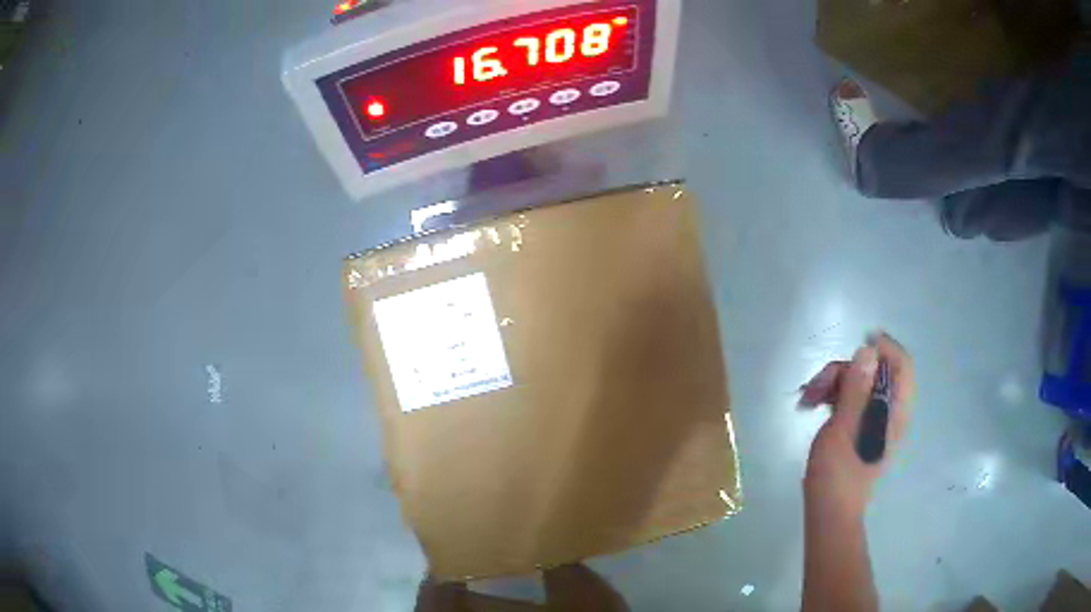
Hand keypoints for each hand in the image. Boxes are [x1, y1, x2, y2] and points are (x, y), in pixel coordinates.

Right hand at [800, 332, 914, 518]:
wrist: (829, 513)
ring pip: (860, 385)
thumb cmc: (837, 474)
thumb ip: (857, 389)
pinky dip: (834, 398)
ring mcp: (875, 421)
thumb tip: (867, 352)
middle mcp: (889, 412)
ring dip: (834, 384)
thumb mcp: (844, 428)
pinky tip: (812, 407)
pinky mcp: (861, 429)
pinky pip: (852, 401)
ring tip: (807, 399)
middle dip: (845, 371)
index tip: (858, 345)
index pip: (902, 365)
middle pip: (875, 373)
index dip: (884, 348)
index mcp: (894, 411)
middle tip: (815, 386)